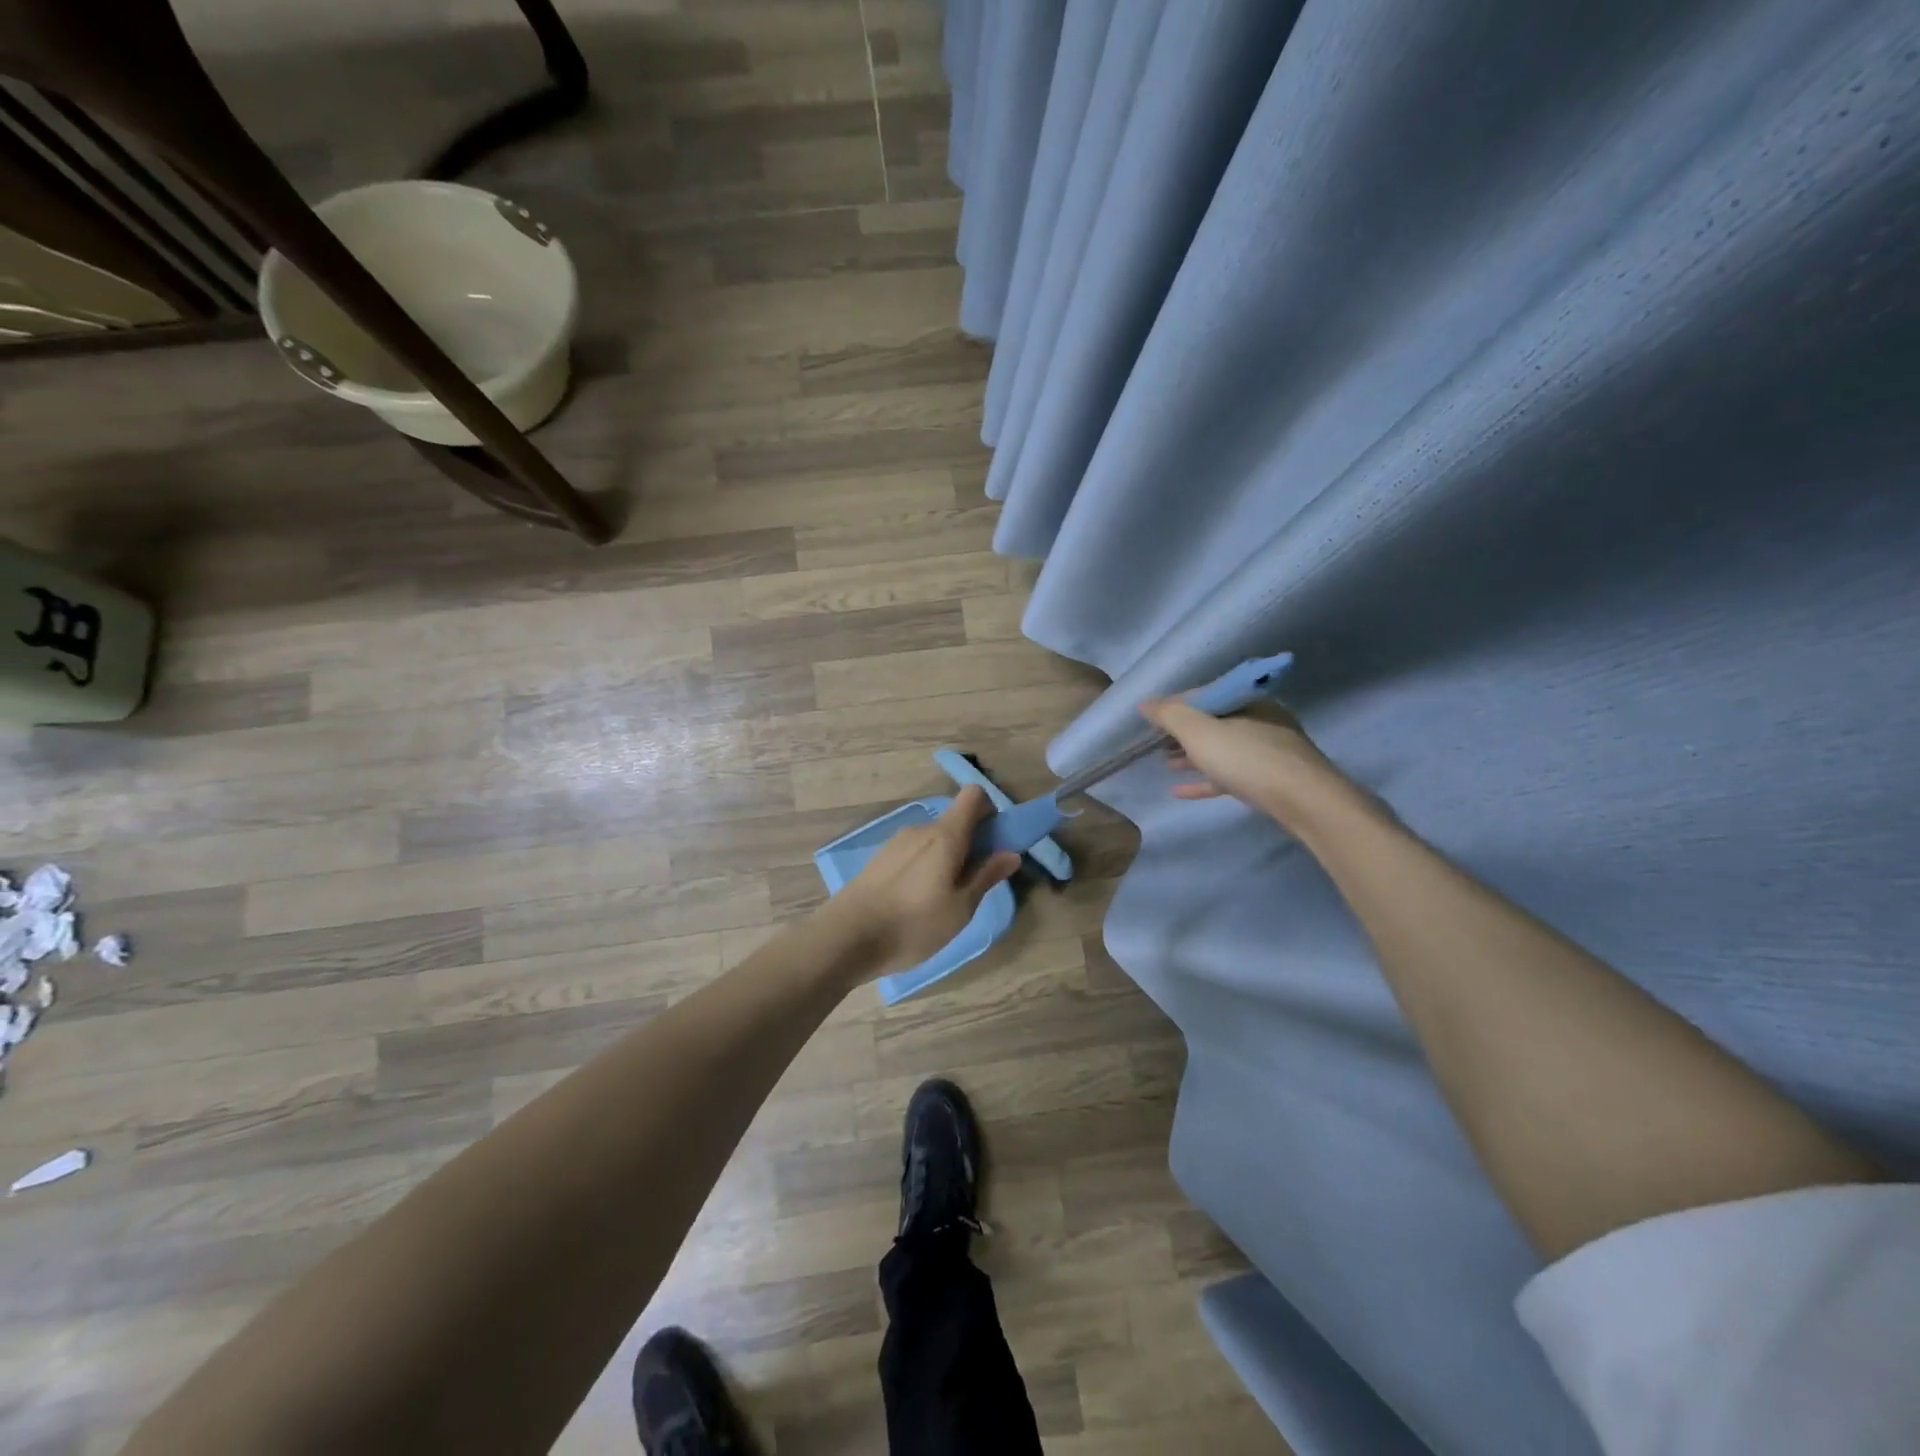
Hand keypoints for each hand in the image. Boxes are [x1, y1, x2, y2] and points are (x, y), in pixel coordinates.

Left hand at [823, 785, 1021, 976]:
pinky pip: (913, 853)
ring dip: (945, 859)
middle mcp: (920, 830)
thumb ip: (986, 877)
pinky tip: (915, 903)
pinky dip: (923, 868)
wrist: (846, 938)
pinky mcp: (879, 859)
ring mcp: (896, 843)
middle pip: (954, 821)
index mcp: (945, 836)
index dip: (989, 811)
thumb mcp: (960, 908)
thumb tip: (1011, 853)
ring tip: (941, 902)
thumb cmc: (912, 924)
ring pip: (933, 840)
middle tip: (971, 885)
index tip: (994, 842)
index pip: (973, 796)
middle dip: (970, 844)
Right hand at [1139, 697, 1359, 834]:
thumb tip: (1145, 703)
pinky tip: (1180, 791)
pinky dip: (1205, 779)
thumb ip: (1170, 715)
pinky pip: (1229, 775)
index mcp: (1247, 700)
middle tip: (1155, 742)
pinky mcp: (1269, 780)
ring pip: (1221, 749)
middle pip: (1212, 722)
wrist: (1305, 802)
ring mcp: (1267, 751)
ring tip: (1165, 764)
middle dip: (1182, 732)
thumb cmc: (1248, 759)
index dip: (1173, 705)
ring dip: (1191, 755)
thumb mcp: (1200, 732)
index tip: (1149, 720)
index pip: (1203, 695)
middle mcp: (1260, 720)